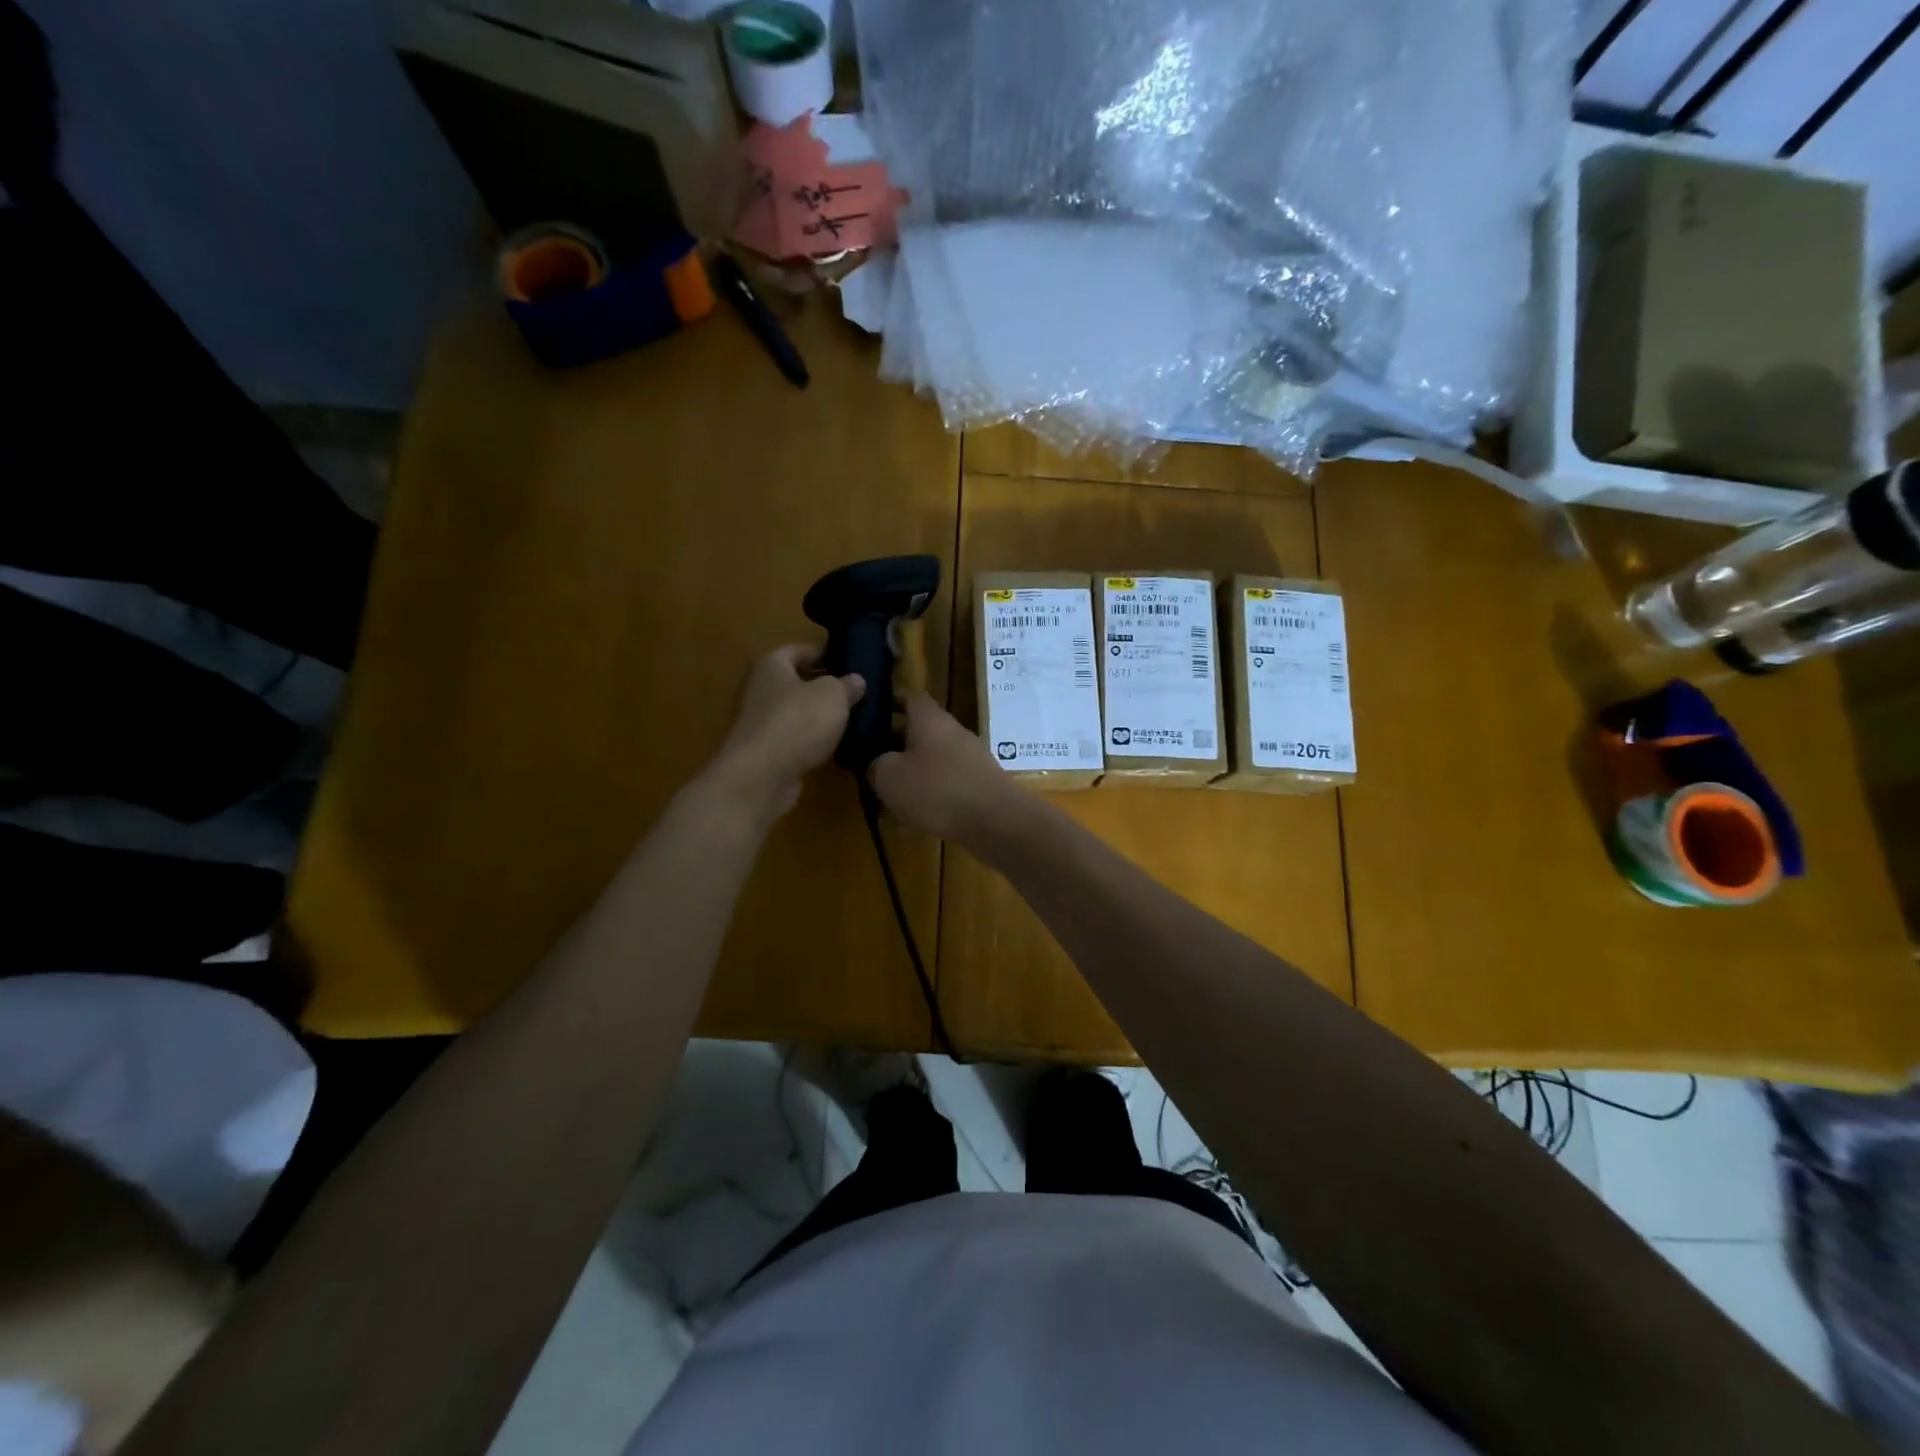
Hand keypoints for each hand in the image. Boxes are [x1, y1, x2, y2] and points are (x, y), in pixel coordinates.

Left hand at [704, 644, 862, 822]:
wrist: (762, 776)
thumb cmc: (798, 721)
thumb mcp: (833, 695)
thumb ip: (846, 685)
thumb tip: (855, 680)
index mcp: (772, 665)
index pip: (798, 650)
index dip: (823, 653)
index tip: (848, 661)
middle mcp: (761, 690)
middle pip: (796, 682)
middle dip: (823, 687)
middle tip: (854, 692)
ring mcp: (761, 724)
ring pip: (796, 712)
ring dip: (818, 716)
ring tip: (850, 719)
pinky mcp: (765, 753)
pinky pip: (794, 739)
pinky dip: (812, 741)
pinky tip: (834, 747)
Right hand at [867, 692, 1024, 846]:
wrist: (997, 821)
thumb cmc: (937, 789)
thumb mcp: (889, 777)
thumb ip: (875, 765)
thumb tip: (876, 764)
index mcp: (930, 718)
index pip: (908, 696)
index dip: (888, 702)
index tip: (868, 716)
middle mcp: (953, 731)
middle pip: (920, 729)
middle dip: (895, 744)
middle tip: (869, 761)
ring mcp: (970, 757)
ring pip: (932, 758)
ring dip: (912, 772)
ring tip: (888, 794)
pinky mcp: (980, 783)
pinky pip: (947, 781)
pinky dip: (930, 793)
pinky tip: (916, 816)